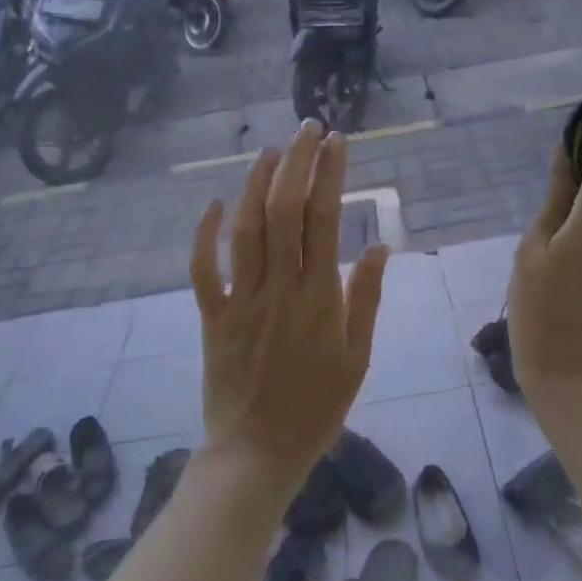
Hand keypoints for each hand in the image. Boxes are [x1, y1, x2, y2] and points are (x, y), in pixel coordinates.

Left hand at [190, 119, 387, 496]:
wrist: (258, 452)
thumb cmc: (317, 408)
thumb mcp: (358, 360)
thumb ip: (366, 300)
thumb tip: (378, 247)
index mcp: (320, 299)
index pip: (324, 220)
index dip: (329, 175)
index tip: (336, 142)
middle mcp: (279, 289)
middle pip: (282, 212)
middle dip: (294, 163)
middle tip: (306, 128)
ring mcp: (240, 301)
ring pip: (244, 230)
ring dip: (254, 184)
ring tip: (269, 151)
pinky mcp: (212, 316)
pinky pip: (202, 269)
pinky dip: (204, 235)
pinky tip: (214, 203)